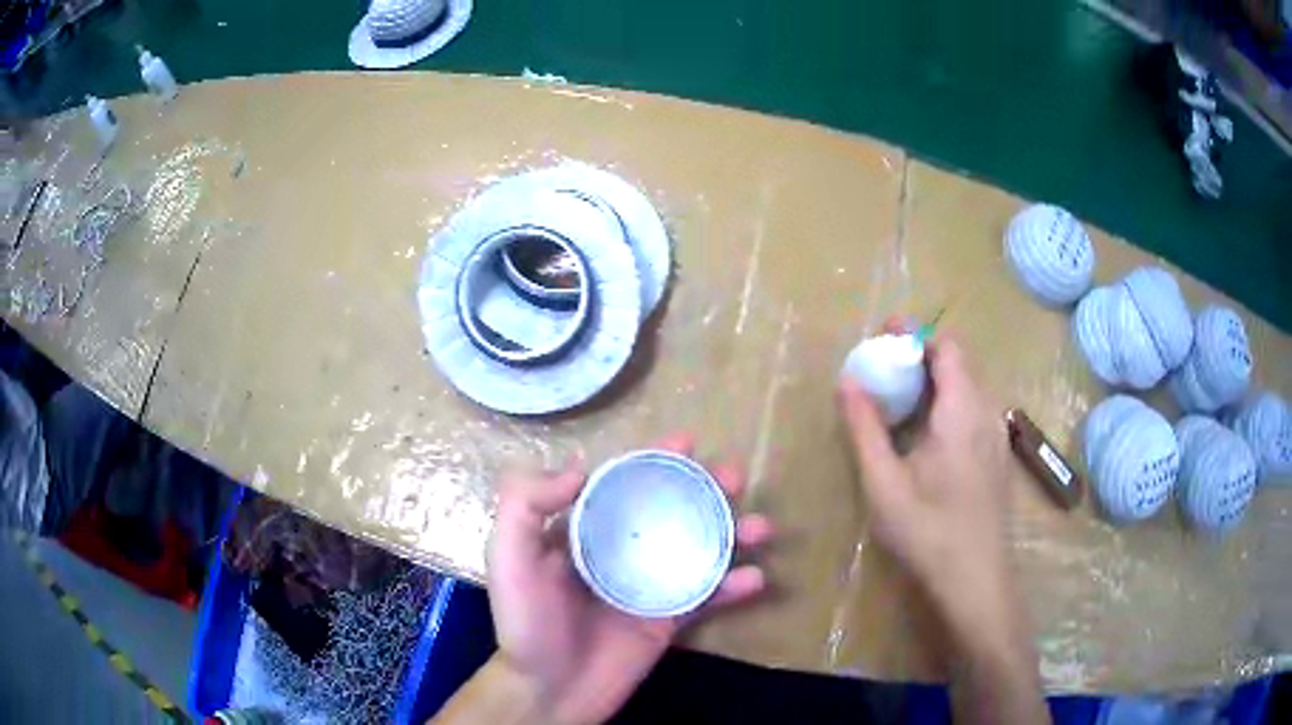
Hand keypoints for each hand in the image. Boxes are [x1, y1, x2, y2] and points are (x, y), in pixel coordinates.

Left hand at [486, 434, 772, 724]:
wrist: (549, 689)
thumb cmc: (526, 622)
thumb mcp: (509, 556)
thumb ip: (526, 504)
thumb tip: (582, 468)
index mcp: (584, 532)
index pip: (624, 485)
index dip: (654, 461)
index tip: (686, 443)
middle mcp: (620, 552)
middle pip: (670, 510)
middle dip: (705, 489)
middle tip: (734, 477)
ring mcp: (649, 586)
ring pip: (698, 549)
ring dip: (732, 533)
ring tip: (760, 527)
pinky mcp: (668, 619)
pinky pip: (707, 597)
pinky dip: (734, 587)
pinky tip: (755, 578)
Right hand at [838, 335, 1014, 629]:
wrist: (975, 579)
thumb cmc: (928, 531)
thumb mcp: (884, 483)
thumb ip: (865, 428)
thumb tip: (847, 381)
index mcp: (963, 409)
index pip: (945, 347)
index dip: (915, 334)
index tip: (884, 333)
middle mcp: (987, 412)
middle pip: (958, 364)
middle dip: (921, 356)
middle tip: (883, 368)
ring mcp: (997, 436)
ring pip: (968, 389)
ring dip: (935, 382)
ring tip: (900, 400)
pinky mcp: (998, 457)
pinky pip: (975, 412)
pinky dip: (949, 405)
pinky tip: (927, 437)